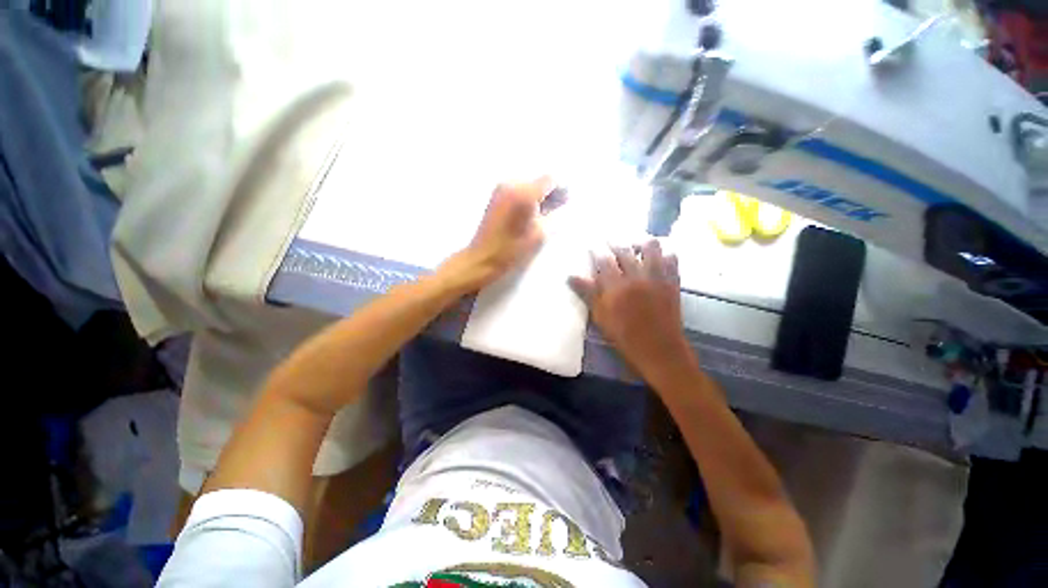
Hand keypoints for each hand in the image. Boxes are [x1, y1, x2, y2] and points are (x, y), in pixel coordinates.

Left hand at [439, 178, 550, 291]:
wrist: (483, 257)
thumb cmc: (512, 249)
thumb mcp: (540, 234)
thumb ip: (554, 215)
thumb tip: (561, 204)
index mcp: (525, 193)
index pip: (550, 179)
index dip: (561, 189)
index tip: (565, 202)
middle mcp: (512, 183)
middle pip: (538, 180)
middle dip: (549, 192)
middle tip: (554, 210)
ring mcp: (501, 188)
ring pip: (528, 184)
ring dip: (537, 195)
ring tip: (540, 215)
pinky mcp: (495, 195)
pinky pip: (518, 189)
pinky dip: (526, 197)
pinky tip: (528, 214)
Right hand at [569, 240, 690, 375]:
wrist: (659, 350)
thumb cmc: (624, 336)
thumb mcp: (601, 317)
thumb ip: (588, 294)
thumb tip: (571, 277)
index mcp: (616, 286)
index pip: (604, 260)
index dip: (597, 251)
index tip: (593, 245)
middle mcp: (636, 277)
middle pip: (625, 251)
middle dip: (615, 242)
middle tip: (610, 239)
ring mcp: (656, 278)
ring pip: (651, 249)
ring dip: (642, 242)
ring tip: (637, 242)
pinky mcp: (672, 283)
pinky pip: (672, 261)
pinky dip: (666, 254)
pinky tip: (662, 254)